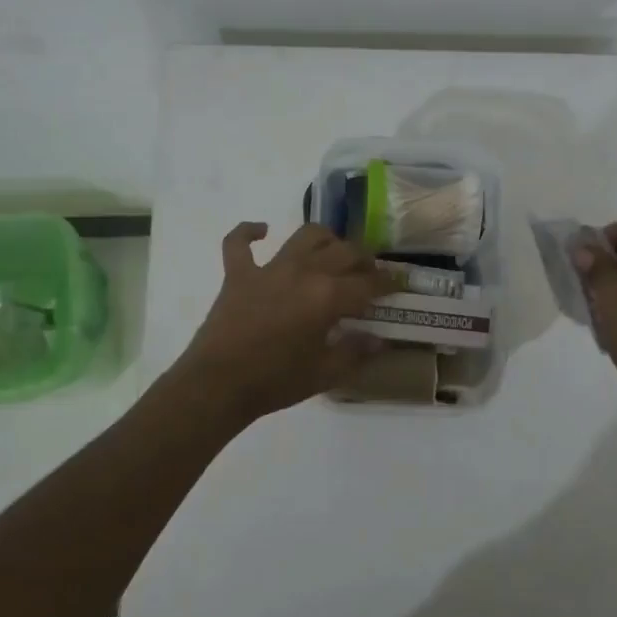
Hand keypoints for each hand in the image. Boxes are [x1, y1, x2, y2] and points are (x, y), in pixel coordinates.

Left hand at [173, 222, 391, 421]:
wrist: (218, 385)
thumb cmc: (276, 382)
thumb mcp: (325, 374)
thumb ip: (356, 352)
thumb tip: (379, 340)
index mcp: (328, 296)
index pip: (368, 283)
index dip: (388, 282)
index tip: (398, 284)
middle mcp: (303, 271)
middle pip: (344, 251)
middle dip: (364, 259)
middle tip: (370, 272)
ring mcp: (269, 268)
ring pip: (305, 235)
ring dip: (325, 239)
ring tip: (332, 252)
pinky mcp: (238, 273)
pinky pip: (240, 242)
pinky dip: (249, 232)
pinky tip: (263, 231)